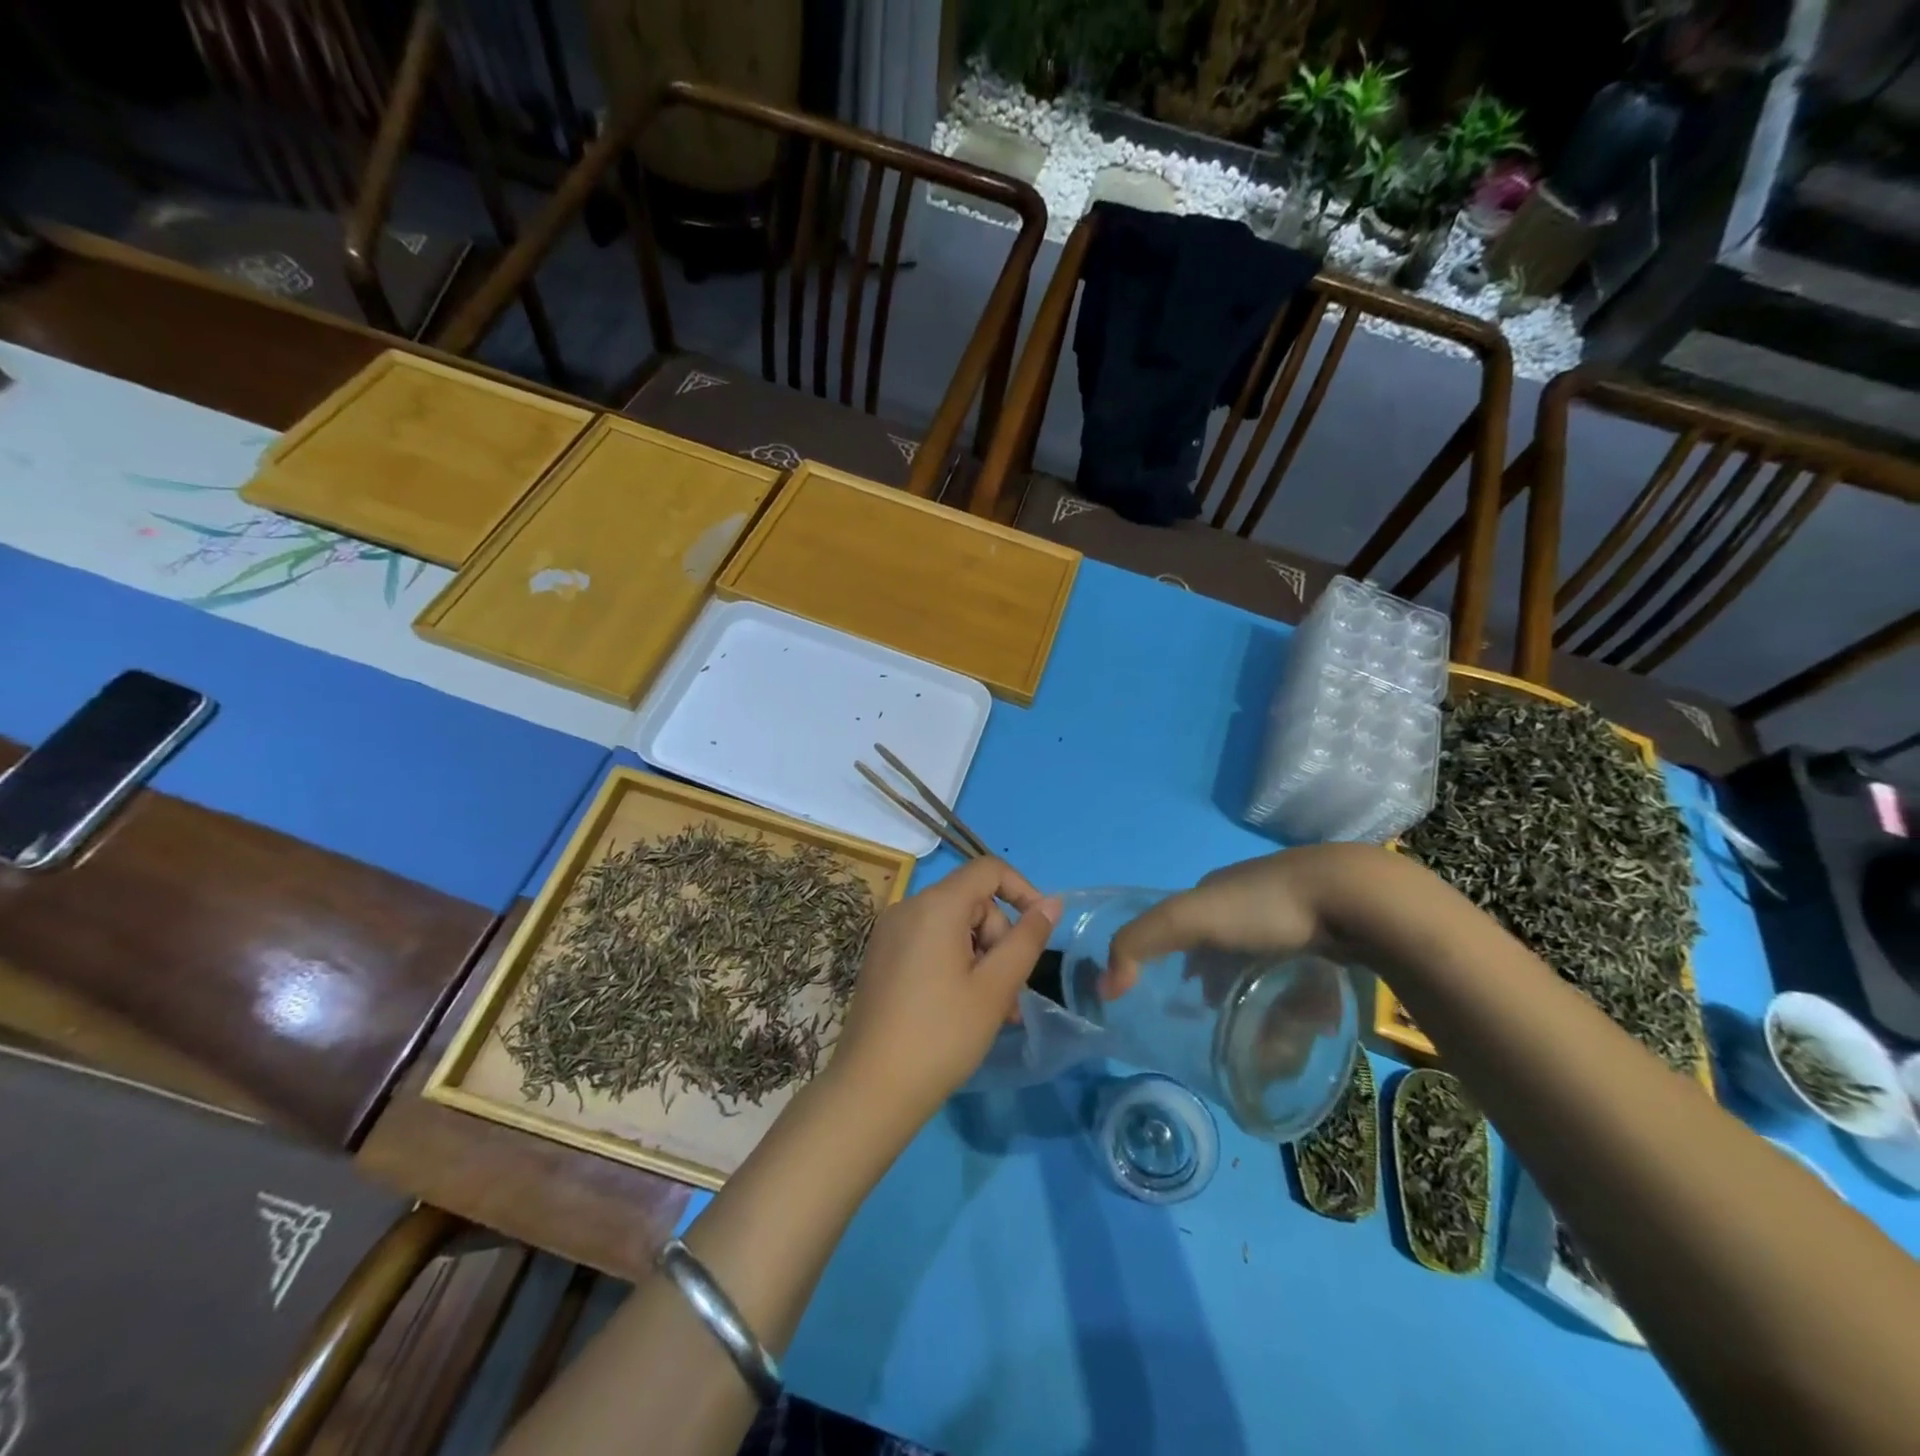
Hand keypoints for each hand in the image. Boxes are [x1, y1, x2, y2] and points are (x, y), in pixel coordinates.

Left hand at [831, 858, 1061, 1127]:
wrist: (871, 1090)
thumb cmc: (942, 1035)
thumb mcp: (995, 987)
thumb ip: (1027, 939)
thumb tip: (1052, 902)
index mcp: (935, 906)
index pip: (988, 870)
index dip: (1022, 890)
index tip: (1041, 930)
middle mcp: (907, 908)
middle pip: (972, 902)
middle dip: (1000, 941)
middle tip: (1012, 995)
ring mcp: (890, 933)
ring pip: (953, 928)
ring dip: (981, 960)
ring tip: (996, 1013)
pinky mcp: (882, 957)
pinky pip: (930, 944)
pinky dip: (955, 965)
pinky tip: (965, 1009)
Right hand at [1104, 843, 1396, 997]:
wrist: (1351, 895)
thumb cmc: (1263, 907)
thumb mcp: (1188, 920)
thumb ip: (1139, 943)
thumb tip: (1103, 986)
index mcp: (1217, 889)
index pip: (1189, 926)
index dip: (1183, 962)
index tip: (1192, 1002)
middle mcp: (1254, 895)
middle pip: (1230, 946)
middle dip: (1227, 982)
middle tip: (1236, 1020)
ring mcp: (1298, 910)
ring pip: (1271, 959)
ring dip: (1267, 992)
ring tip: (1279, 1029)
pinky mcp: (1336, 928)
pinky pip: (1309, 966)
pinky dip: (1304, 992)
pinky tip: (1314, 1015)